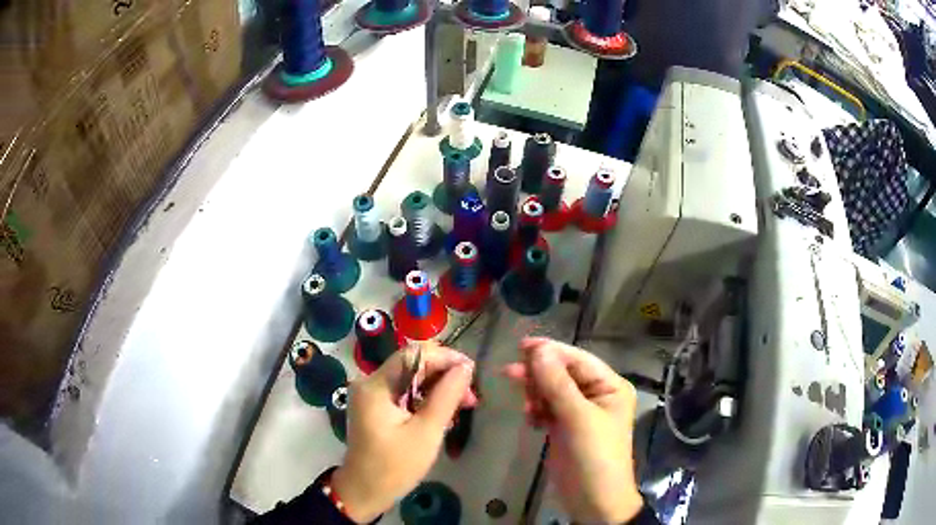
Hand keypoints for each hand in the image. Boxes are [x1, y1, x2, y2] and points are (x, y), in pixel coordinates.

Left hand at [332, 342, 476, 522]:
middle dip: (443, 375)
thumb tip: (465, 367)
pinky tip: (443, 412)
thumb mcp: (426, 432)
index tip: (470, 371)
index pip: (413, 354)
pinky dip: (424, 399)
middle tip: (469, 396)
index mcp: (375, 385)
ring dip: (437, 388)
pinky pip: (404, 392)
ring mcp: (371, 395)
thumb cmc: (395, 466)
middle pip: (412, 365)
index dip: (444, 357)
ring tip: (462, 405)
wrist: (365, 491)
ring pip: (410, 379)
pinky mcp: (375, 406)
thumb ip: (446, 396)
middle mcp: (369, 382)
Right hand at [504, 337, 642, 523]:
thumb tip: (538, 350)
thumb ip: (557, 384)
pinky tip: (531, 419)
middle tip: (509, 373)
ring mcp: (579, 412)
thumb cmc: (595, 457)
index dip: (551, 351)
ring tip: (527, 407)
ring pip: (551, 390)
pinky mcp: (564, 427)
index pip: (577, 359)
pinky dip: (537, 410)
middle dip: (539, 374)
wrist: (594, 501)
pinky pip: (547, 408)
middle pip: (562, 373)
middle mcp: (596, 394)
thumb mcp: (578, 419)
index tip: (520, 346)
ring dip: (536, 393)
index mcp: (610, 386)